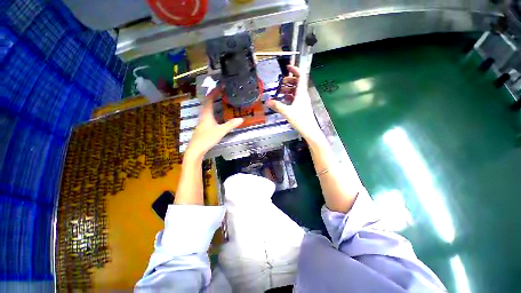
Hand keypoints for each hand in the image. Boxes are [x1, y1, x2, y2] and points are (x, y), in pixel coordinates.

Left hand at [185, 87, 243, 160]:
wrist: (196, 149)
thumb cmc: (207, 138)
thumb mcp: (221, 131)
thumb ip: (230, 125)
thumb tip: (241, 119)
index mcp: (206, 114)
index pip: (209, 99)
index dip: (214, 92)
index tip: (220, 86)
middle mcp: (203, 115)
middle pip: (206, 102)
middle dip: (212, 95)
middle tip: (219, 91)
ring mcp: (202, 121)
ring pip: (205, 108)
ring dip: (210, 102)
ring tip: (217, 99)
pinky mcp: (202, 126)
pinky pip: (206, 113)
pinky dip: (210, 109)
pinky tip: (214, 113)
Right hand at [266, 66, 321, 141]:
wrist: (309, 130)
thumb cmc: (300, 120)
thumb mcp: (287, 112)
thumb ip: (277, 106)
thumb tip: (267, 101)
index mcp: (301, 93)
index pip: (301, 76)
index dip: (295, 69)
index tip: (287, 67)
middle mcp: (303, 95)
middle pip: (298, 82)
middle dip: (289, 80)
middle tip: (280, 82)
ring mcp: (303, 101)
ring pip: (296, 90)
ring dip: (289, 88)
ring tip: (280, 91)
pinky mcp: (302, 106)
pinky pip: (295, 97)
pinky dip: (290, 96)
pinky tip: (284, 100)